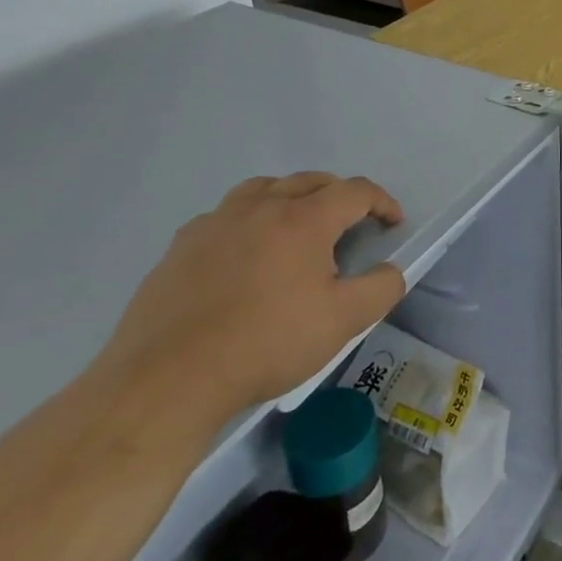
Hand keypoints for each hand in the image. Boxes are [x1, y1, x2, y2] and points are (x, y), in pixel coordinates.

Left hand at [98, 173, 405, 420]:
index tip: (392, 222)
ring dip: (290, 197)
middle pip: (310, 181)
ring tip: (297, 226)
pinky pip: (224, 216)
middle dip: (339, 195)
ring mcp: (215, 224)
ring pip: (263, 189)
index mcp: (303, 220)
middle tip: (351, 222)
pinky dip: (247, 221)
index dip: (382, 201)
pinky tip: (244, 254)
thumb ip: (381, 288)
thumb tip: (388, 270)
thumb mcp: (343, 322)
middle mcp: (260, 208)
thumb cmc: (266, 344)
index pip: (355, 191)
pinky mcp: (180, 248)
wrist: (169, 380)